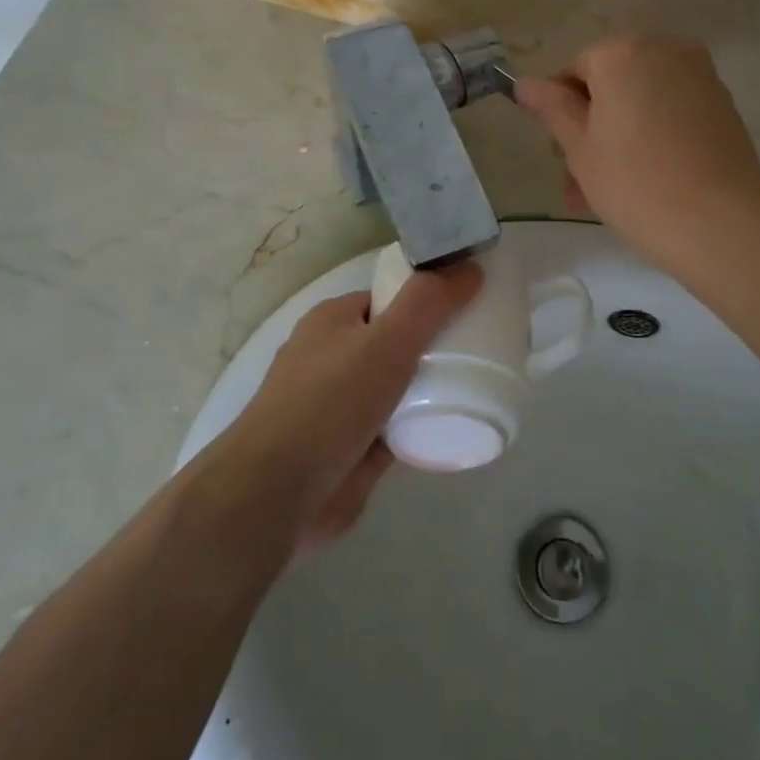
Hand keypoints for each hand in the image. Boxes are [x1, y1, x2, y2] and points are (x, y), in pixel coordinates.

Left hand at [213, 263, 480, 549]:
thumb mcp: (386, 341)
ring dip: (429, 390)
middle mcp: (332, 358)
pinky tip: (456, 429)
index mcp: (332, 321)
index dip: (426, 299)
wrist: (279, 492)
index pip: (388, 299)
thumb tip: (470, 268)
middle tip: (481, 350)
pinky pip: (397, 429)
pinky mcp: (352, 449)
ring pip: (396, 388)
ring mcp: (340, 406)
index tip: (468, 306)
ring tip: (479, 387)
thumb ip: (427, 304)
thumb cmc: (329, 402)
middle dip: (432, 347)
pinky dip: (420, 429)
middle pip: (395, 342)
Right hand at [516, 36, 759, 287]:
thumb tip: (525, 84)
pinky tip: (647, 179)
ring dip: (618, 137)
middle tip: (578, 181)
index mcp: (623, 53)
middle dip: (590, 127)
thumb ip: (551, 108)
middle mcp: (665, 50)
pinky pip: (671, 112)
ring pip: (641, 101)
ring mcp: (700, 75)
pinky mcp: (723, 104)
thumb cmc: (633, 183)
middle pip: (611, 84)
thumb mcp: (579, 147)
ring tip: (606, 192)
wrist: (719, 224)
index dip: (560, 111)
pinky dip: (652, 136)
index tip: (559, 154)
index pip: (574, 70)